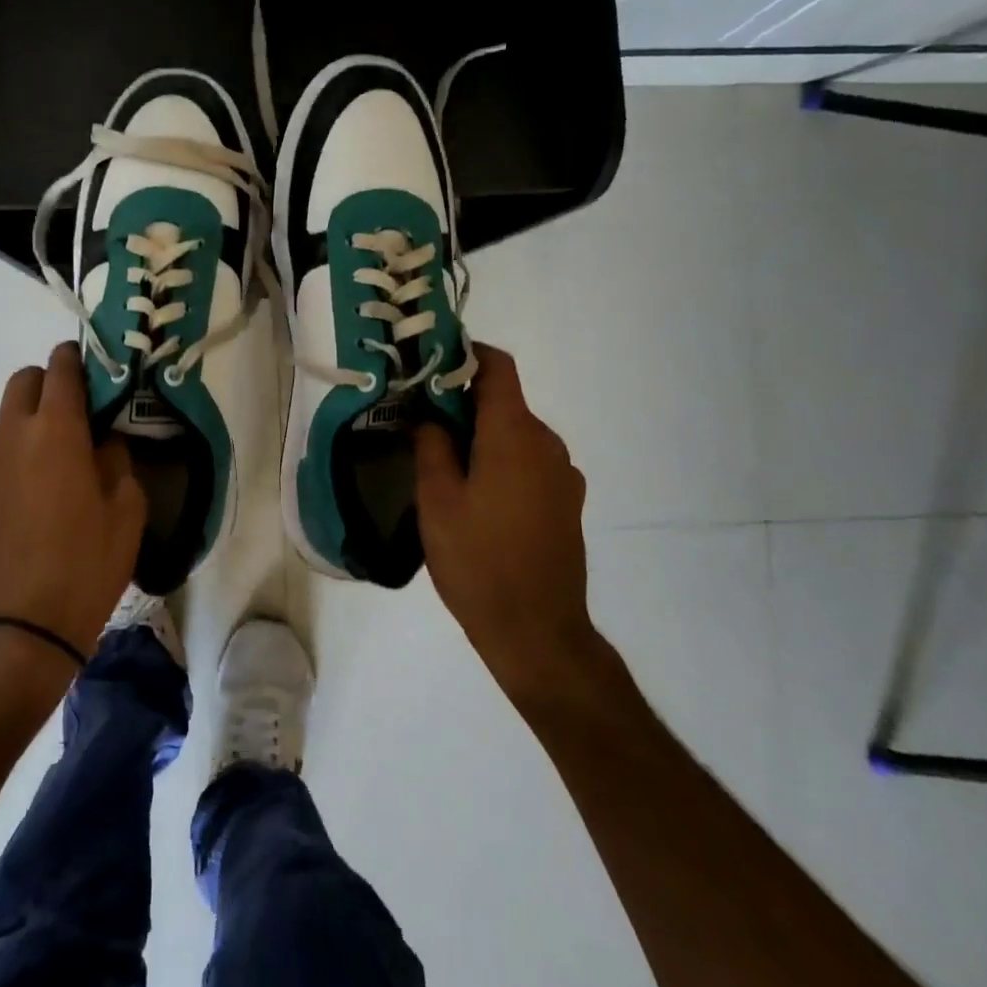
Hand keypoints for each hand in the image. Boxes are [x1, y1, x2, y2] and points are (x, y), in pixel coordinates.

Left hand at [0, 342, 146, 671]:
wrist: (18, 628)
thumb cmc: (85, 565)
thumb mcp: (126, 511)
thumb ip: (116, 461)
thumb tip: (103, 443)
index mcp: (56, 429)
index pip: (62, 367)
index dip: (80, 359)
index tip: (97, 370)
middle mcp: (13, 434)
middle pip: (25, 380)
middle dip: (51, 383)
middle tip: (79, 415)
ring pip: (8, 417)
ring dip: (33, 421)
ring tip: (58, 462)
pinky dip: (16, 457)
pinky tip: (32, 498)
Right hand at [415, 343, 602, 705]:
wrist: (538, 632)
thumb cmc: (478, 560)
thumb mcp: (437, 500)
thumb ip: (431, 446)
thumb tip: (427, 415)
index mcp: (514, 434)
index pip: (497, 366)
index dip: (464, 354)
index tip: (429, 364)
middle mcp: (547, 443)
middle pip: (504, 401)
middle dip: (462, 402)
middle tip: (419, 422)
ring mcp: (563, 474)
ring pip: (515, 434)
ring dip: (480, 436)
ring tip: (443, 465)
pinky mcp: (567, 502)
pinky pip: (529, 462)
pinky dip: (500, 461)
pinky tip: (475, 497)